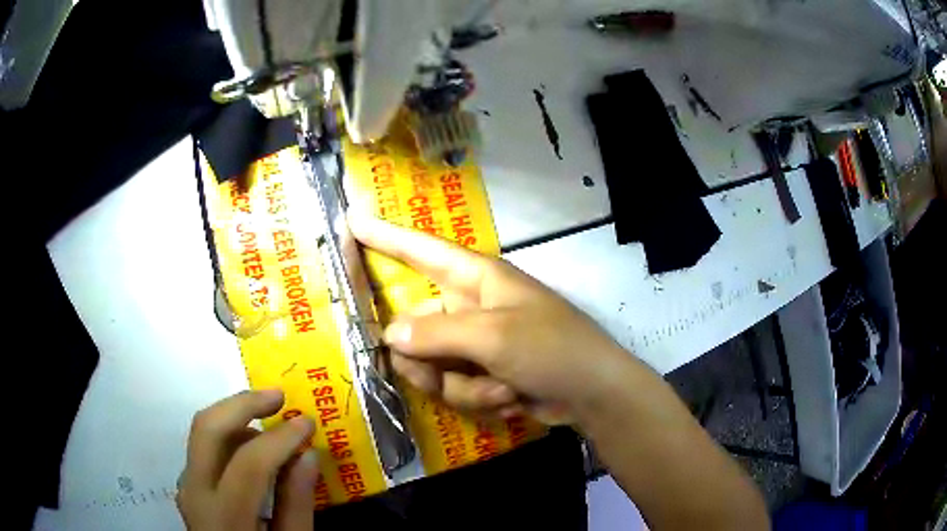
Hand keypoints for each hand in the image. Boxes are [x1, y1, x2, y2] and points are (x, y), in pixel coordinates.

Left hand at [177, 390, 318, 530]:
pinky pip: (204, 446)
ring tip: (271, 419)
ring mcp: (186, 484)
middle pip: (207, 429)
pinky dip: (229, 434)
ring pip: (202, 431)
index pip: (248, 464)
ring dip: (236, 415)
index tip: (308, 423)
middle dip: (243, 404)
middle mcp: (195, 492)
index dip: (280, 439)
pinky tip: (254, 444)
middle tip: (279, 397)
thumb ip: (297, 504)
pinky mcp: (188, 483)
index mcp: (225, 516)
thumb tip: (309, 453)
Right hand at [348, 213, 627, 422]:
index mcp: (476, 279)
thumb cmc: (552, 349)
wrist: (592, 394)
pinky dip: (480, 399)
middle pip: (414, 328)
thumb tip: (392, 334)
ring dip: (464, 387)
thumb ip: (437, 334)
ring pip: (432, 367)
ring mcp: (475, 344)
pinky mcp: (482, 373)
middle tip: (438, 376)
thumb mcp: (495, 338)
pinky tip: (512, 398)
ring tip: (502, 388)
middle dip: (426, 362)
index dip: (386, 236)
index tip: (353, 222)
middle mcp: (469, 307)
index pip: (421, 250)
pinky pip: (455, 388)